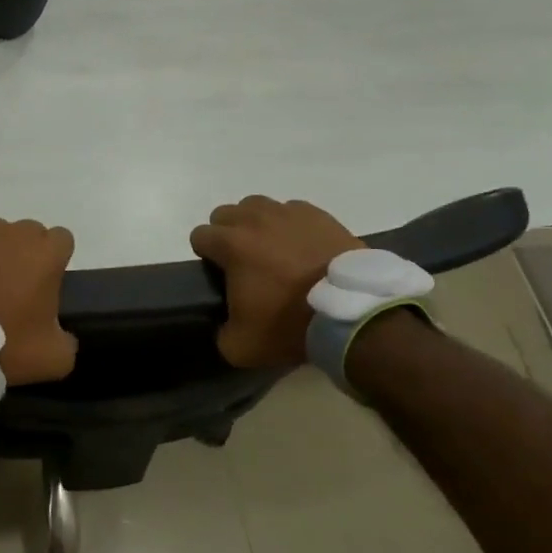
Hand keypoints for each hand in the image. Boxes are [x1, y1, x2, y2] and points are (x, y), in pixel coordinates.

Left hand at [0, 218, 77, 384]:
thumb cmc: (5, 344)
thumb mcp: (54, 358)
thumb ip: (68, 339)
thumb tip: (60, 333)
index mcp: (45, 253)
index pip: (62, 239)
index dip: (56, 260)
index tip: (46, 284)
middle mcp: (14, 232)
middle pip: (29, 234)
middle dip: (27, 254)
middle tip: (15, 288)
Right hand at [190, 197, 364, 367]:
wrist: (353, 313)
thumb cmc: (291, 325)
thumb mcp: (242, 347)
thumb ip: (221, 333)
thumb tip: (224, 326)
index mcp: (231, 245)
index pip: (199, 235)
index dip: (205, 254)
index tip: (219, 272)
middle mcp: (254, 220)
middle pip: (225, 214)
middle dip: (227, 233)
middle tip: (243, 260)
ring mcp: (288, 213)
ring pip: (257, 205)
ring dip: (256, 223)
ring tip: (271, 248)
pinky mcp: (318, 214)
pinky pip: (292, 210)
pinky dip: (290, 224)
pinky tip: (300, 245)